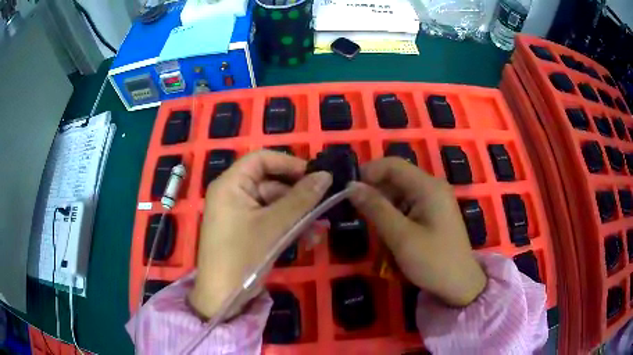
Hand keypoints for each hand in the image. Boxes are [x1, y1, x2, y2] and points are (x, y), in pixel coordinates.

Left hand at [188, 150, 331, 319]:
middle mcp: (233, 194)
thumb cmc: (244, 255)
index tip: (315, 175)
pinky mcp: (247, 231)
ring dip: (298, 215)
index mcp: (231, 184)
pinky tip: (308, 239)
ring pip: (275, 204)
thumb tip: (326, 175)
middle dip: (299, 196)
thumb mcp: (275, 225)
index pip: (261, 159)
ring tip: (319, 229)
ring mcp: (240, 214)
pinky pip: (271, 220)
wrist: (223, 297)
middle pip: (271, 182)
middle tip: (323, 207)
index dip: (289, 163)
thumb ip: (302, 198)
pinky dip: (288, 227)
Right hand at [349, 158, 486, 306]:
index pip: (393, 164)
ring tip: (377, 230)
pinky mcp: (433, 213)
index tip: (349, 191)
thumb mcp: (401, 237)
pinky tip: (390, 234)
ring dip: (384, 207)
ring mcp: (434, 200)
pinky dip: (394, 216)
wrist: (460, 285)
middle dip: (376, 193)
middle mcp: (432, 187)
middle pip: (396, 177)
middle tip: (360, 215)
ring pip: (400, 193)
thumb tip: (351, 186)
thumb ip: (375, 208)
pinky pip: (408, 205)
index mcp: (428, 187)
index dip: (369, 172)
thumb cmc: (433, 262)